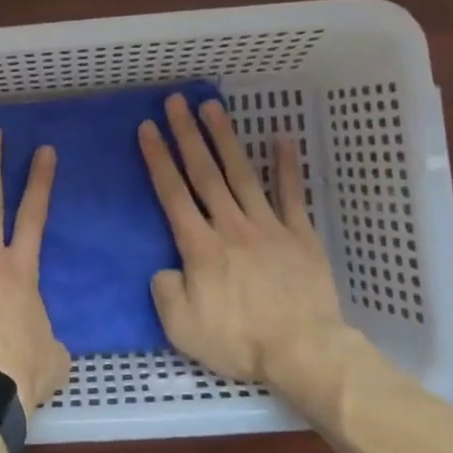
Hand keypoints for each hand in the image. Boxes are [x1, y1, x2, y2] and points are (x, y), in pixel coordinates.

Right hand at [138, 93, 358, 391]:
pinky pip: (291, 194)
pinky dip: (286, 166)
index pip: (172, 193)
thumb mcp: (181, 327)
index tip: (148, 128)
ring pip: (241, 174)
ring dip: (225, 138)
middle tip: (176, 101)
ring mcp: (268, 226)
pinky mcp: (299, 235)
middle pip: (204, 173)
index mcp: (199, 246)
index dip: (158, 158)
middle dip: (187, 134)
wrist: (303, 351)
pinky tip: (281, 138)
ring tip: (212, 107)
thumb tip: (165, 268)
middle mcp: (230, 225)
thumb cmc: (239, 341)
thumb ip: (164, 291)